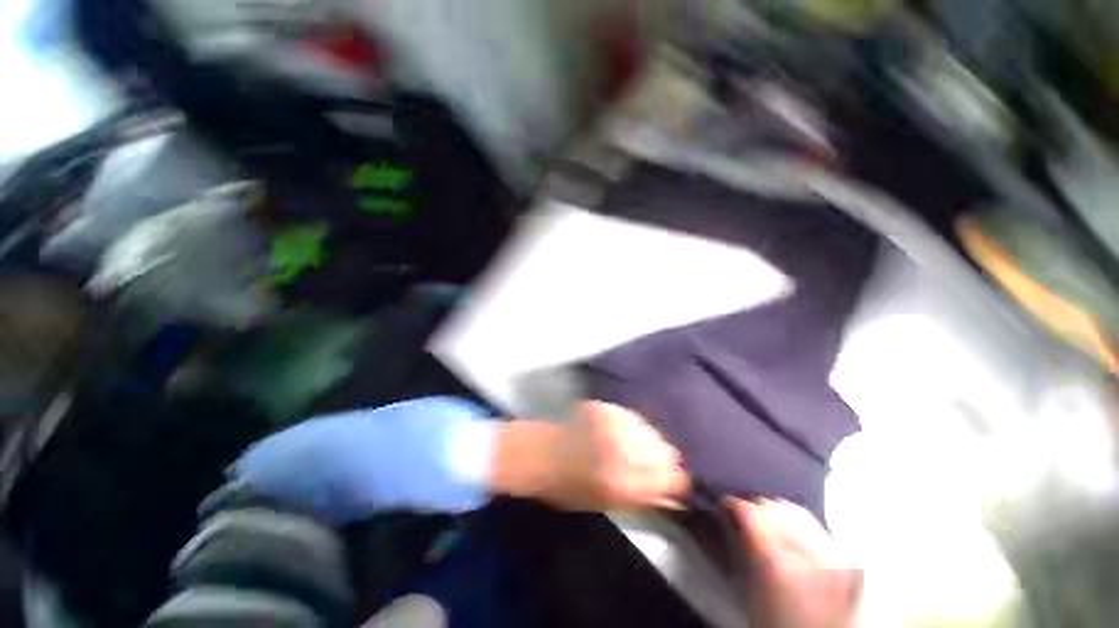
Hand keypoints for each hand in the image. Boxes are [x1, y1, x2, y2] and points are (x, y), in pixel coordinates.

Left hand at [491, 401, 689, 510]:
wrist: (540, 454)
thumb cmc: (569, 488)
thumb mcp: (608, 503)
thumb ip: (645, 498)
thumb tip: (675, 497)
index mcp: (626, 481)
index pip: (673, 477)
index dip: (677, 480)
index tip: (675, 481)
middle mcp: (625, 449)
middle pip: (667, 451)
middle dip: (665, 459)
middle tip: (655, 463)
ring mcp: (616, 424)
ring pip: (652, 431)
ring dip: (651, 441)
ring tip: (639, 446)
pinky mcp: (607, 408)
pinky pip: (634, 418)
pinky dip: (636, 427)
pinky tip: (626, 432)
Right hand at [730, 499, 860, 627]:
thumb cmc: (778, 623)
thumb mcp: (749, 587)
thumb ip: (742, 545)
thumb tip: (732, 516)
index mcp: (778, 563)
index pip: (750, 511)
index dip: (733, 504)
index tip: (726, 504)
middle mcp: (808, 554)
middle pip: (774, 506)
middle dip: (757, 509)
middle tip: (746, 517)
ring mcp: (834, 557)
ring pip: (797, 511)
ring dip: (779, 514)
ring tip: (769, 525)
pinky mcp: (848, 560)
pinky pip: (817, 527)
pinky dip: (800, 525)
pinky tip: (792, 536)